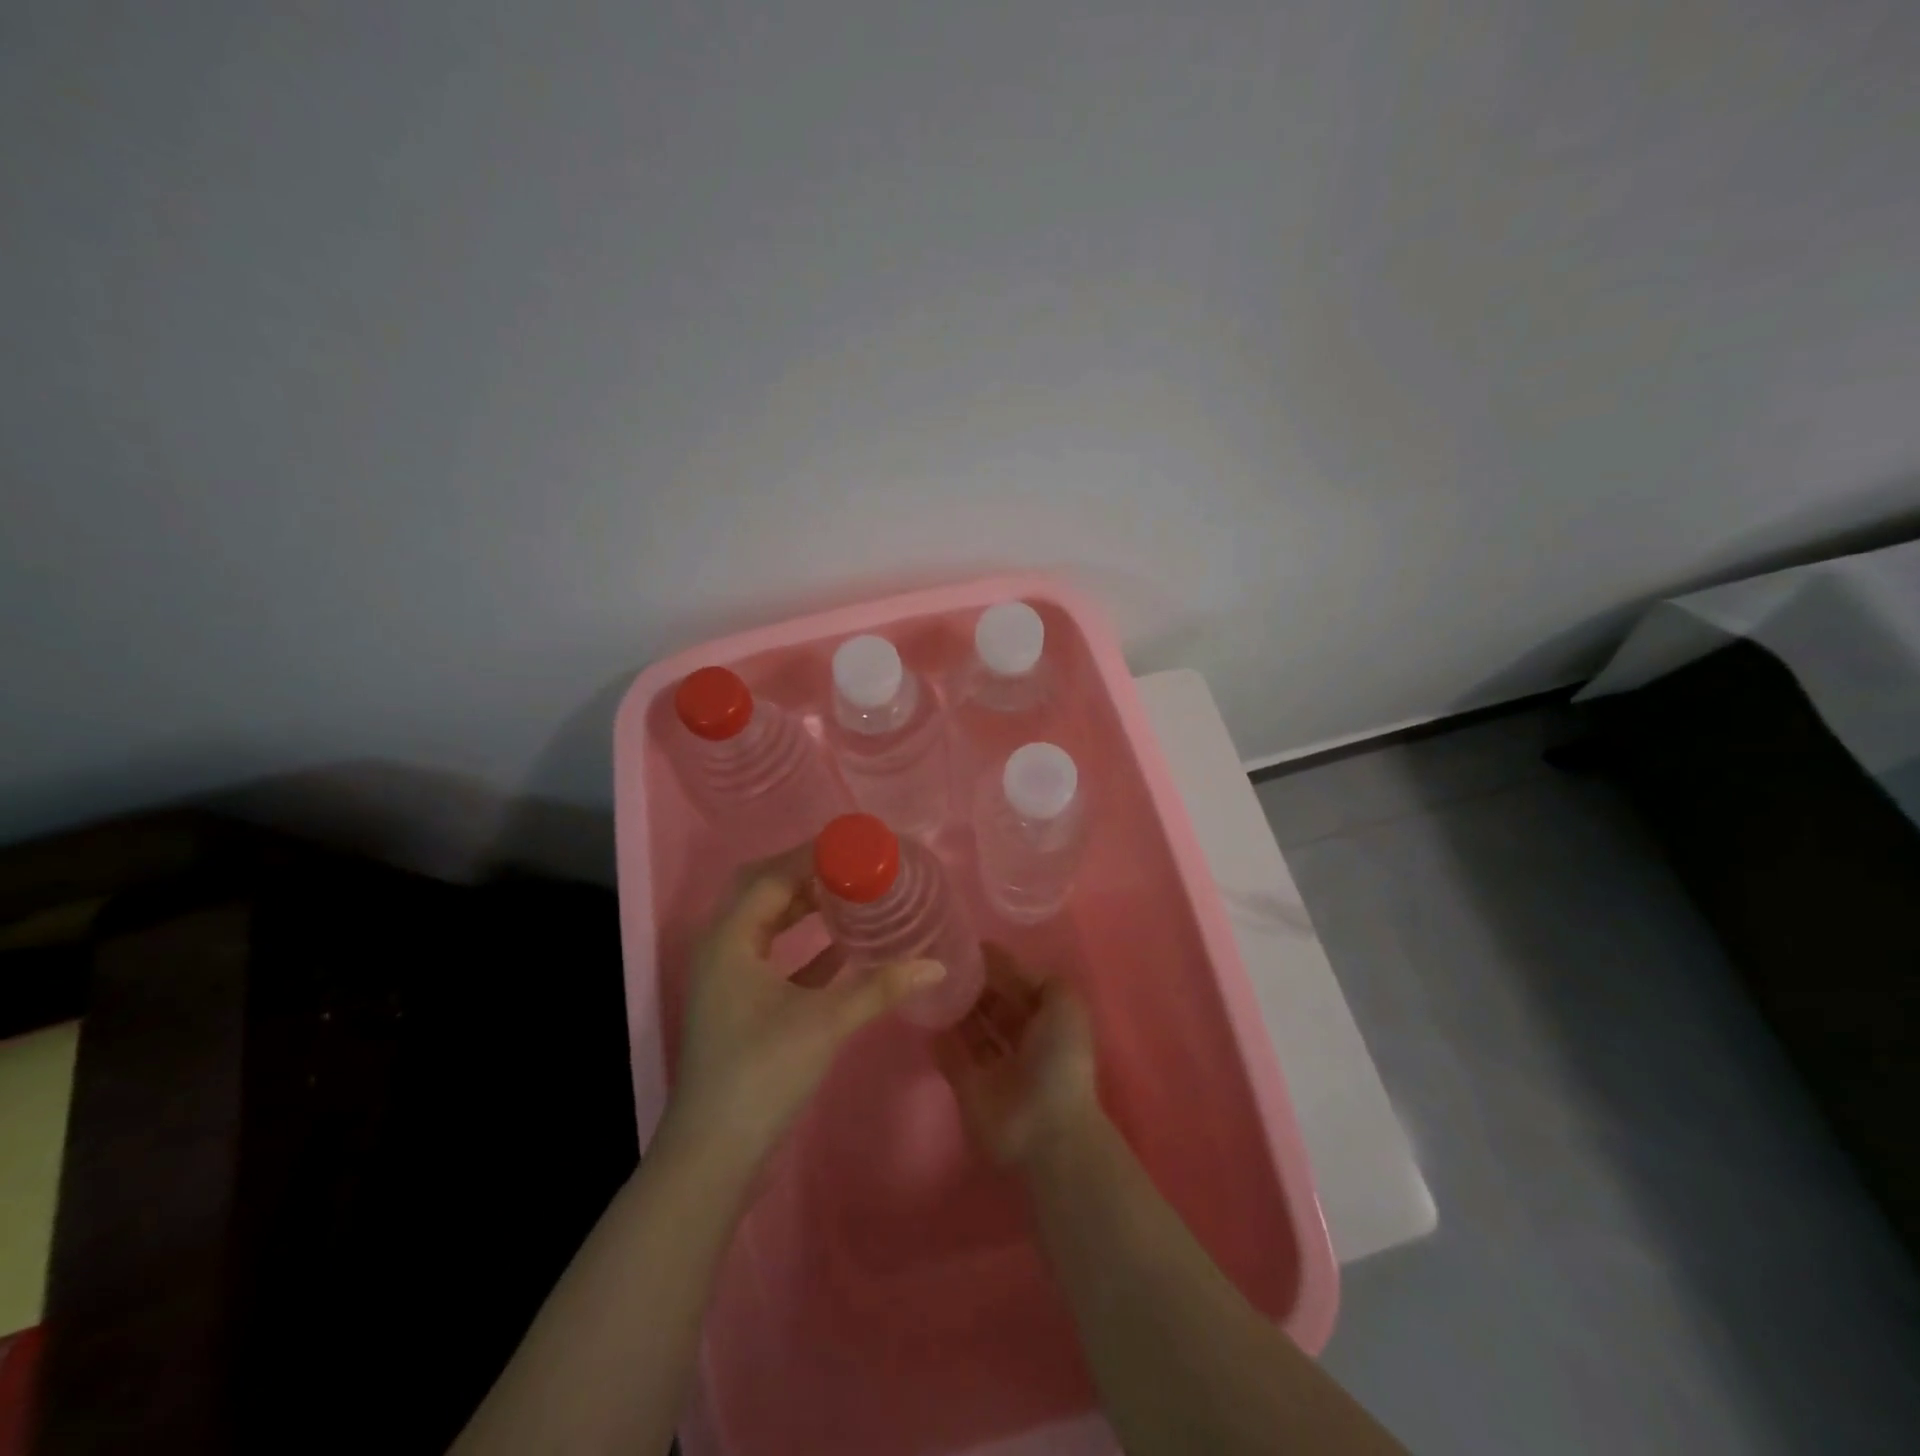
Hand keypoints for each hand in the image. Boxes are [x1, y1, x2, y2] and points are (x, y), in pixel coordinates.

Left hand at [670, 850, 944, 1173]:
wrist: (717, 1152)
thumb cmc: (763, 1071)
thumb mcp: (825, 1022)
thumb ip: (880, 988)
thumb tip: (936, 964)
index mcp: (729, 939)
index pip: (772, 877)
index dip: (811, 856)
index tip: (854, 844)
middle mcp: (722, 949)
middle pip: (764, 892)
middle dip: (806, 874)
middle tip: (852, 864)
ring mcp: (729, 979)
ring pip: (768, 924)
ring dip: (804, 907)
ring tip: (851, 894)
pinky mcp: (741, 1005)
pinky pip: (774, 957)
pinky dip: (805, 946)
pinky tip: (843, 947)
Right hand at [934, 946, 1099, 1167]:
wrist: (1044, 1130)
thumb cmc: (1059, 1060)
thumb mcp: (1065, 1004)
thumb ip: (1039, 979)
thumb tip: (1005, 965)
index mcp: (1048, 1021)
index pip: (1020, 986)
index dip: (999, 967)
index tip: (968, 945)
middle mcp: (1022, 1041)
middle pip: (994, 1005)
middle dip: (974, 984)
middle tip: (944, 960)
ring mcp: (994, 1067)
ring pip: (972, 1029)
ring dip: (956, 1007)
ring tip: (932, 980)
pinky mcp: (969, 1088)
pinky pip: (951, 1057)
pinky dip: (940, 1038)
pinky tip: (925, 1013)